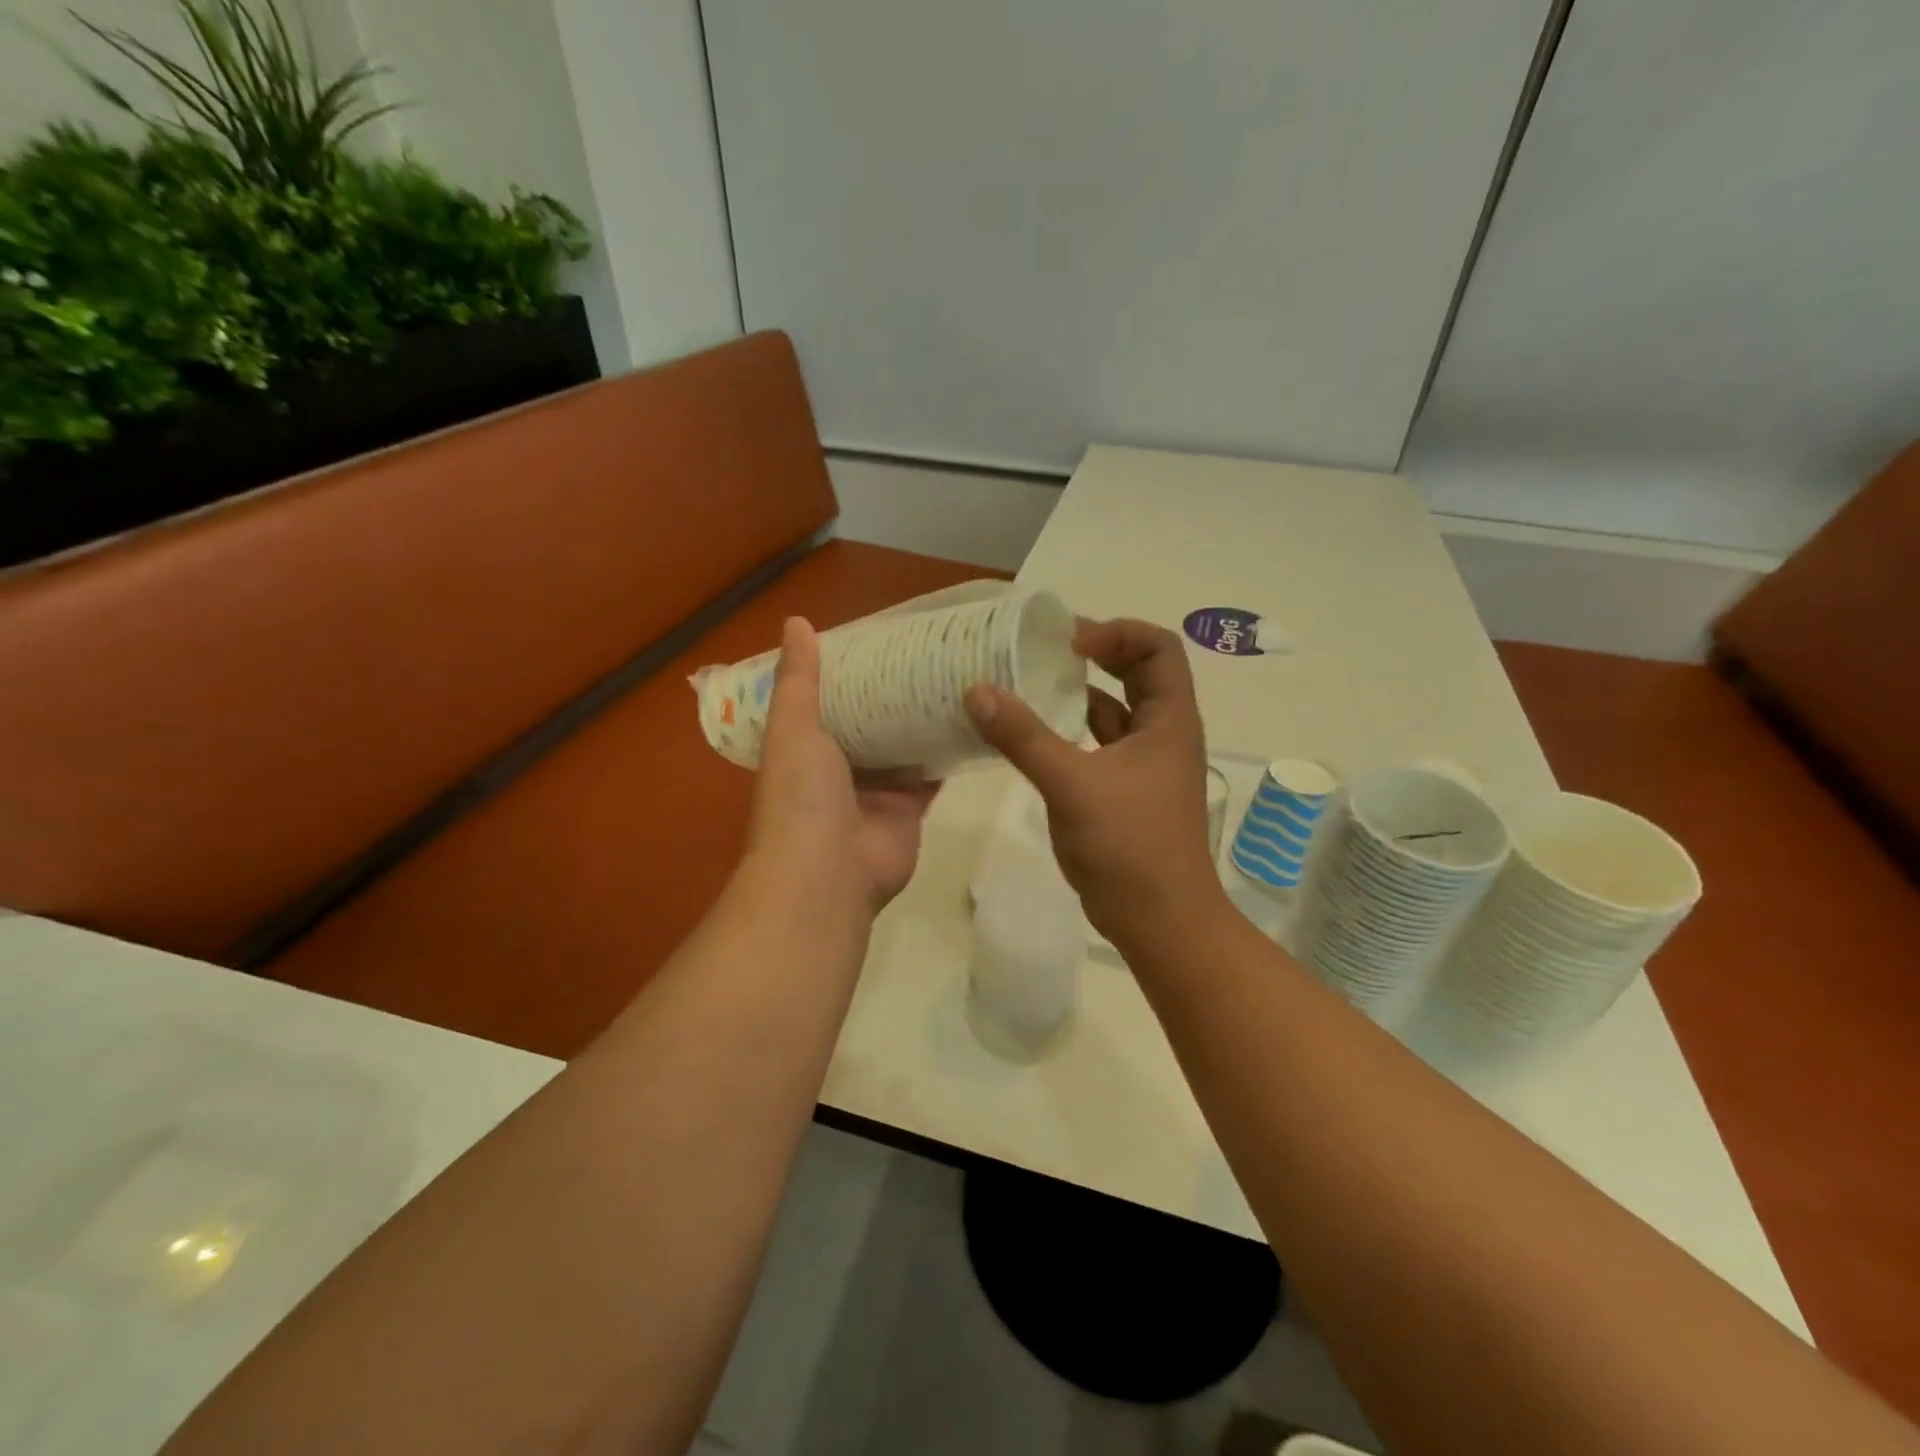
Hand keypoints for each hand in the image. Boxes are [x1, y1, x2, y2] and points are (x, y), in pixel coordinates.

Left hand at [748, 617, 939, 914]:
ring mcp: (878, 789)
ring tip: (957, 673)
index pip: (830, 698)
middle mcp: (841, 766)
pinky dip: (948, 751)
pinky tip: (974, 718)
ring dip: (923, 718)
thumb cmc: (801, 796)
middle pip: (871, 720)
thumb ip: (798, 679)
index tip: (881, 636)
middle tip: (930, 649)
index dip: (851, 670)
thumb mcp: (793, 727)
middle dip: (894, 691)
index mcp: (806, 745)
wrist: (827, 875)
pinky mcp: (911, 808)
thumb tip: (795, 621)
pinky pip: (932, 774)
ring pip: (904, 745)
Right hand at [965, 618, 1223, 948]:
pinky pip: (1097, 746)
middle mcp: (1162, 734)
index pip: (1157, 648)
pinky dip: (1069, 733)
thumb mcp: (1072, 784)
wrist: (1160, 921)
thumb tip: (976, 690)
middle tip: (1044, 653)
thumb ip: (1023, 737)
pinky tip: (1032, 736)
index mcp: (1169, 720)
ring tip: (1029, 686)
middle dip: (1096, 656)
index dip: (1116, 632)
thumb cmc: (1129, 846)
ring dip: (1078, 695)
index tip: (1068, 643)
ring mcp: (1144, 766)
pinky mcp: (1124, 792)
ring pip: (1114, 712)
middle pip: (1138, 673)